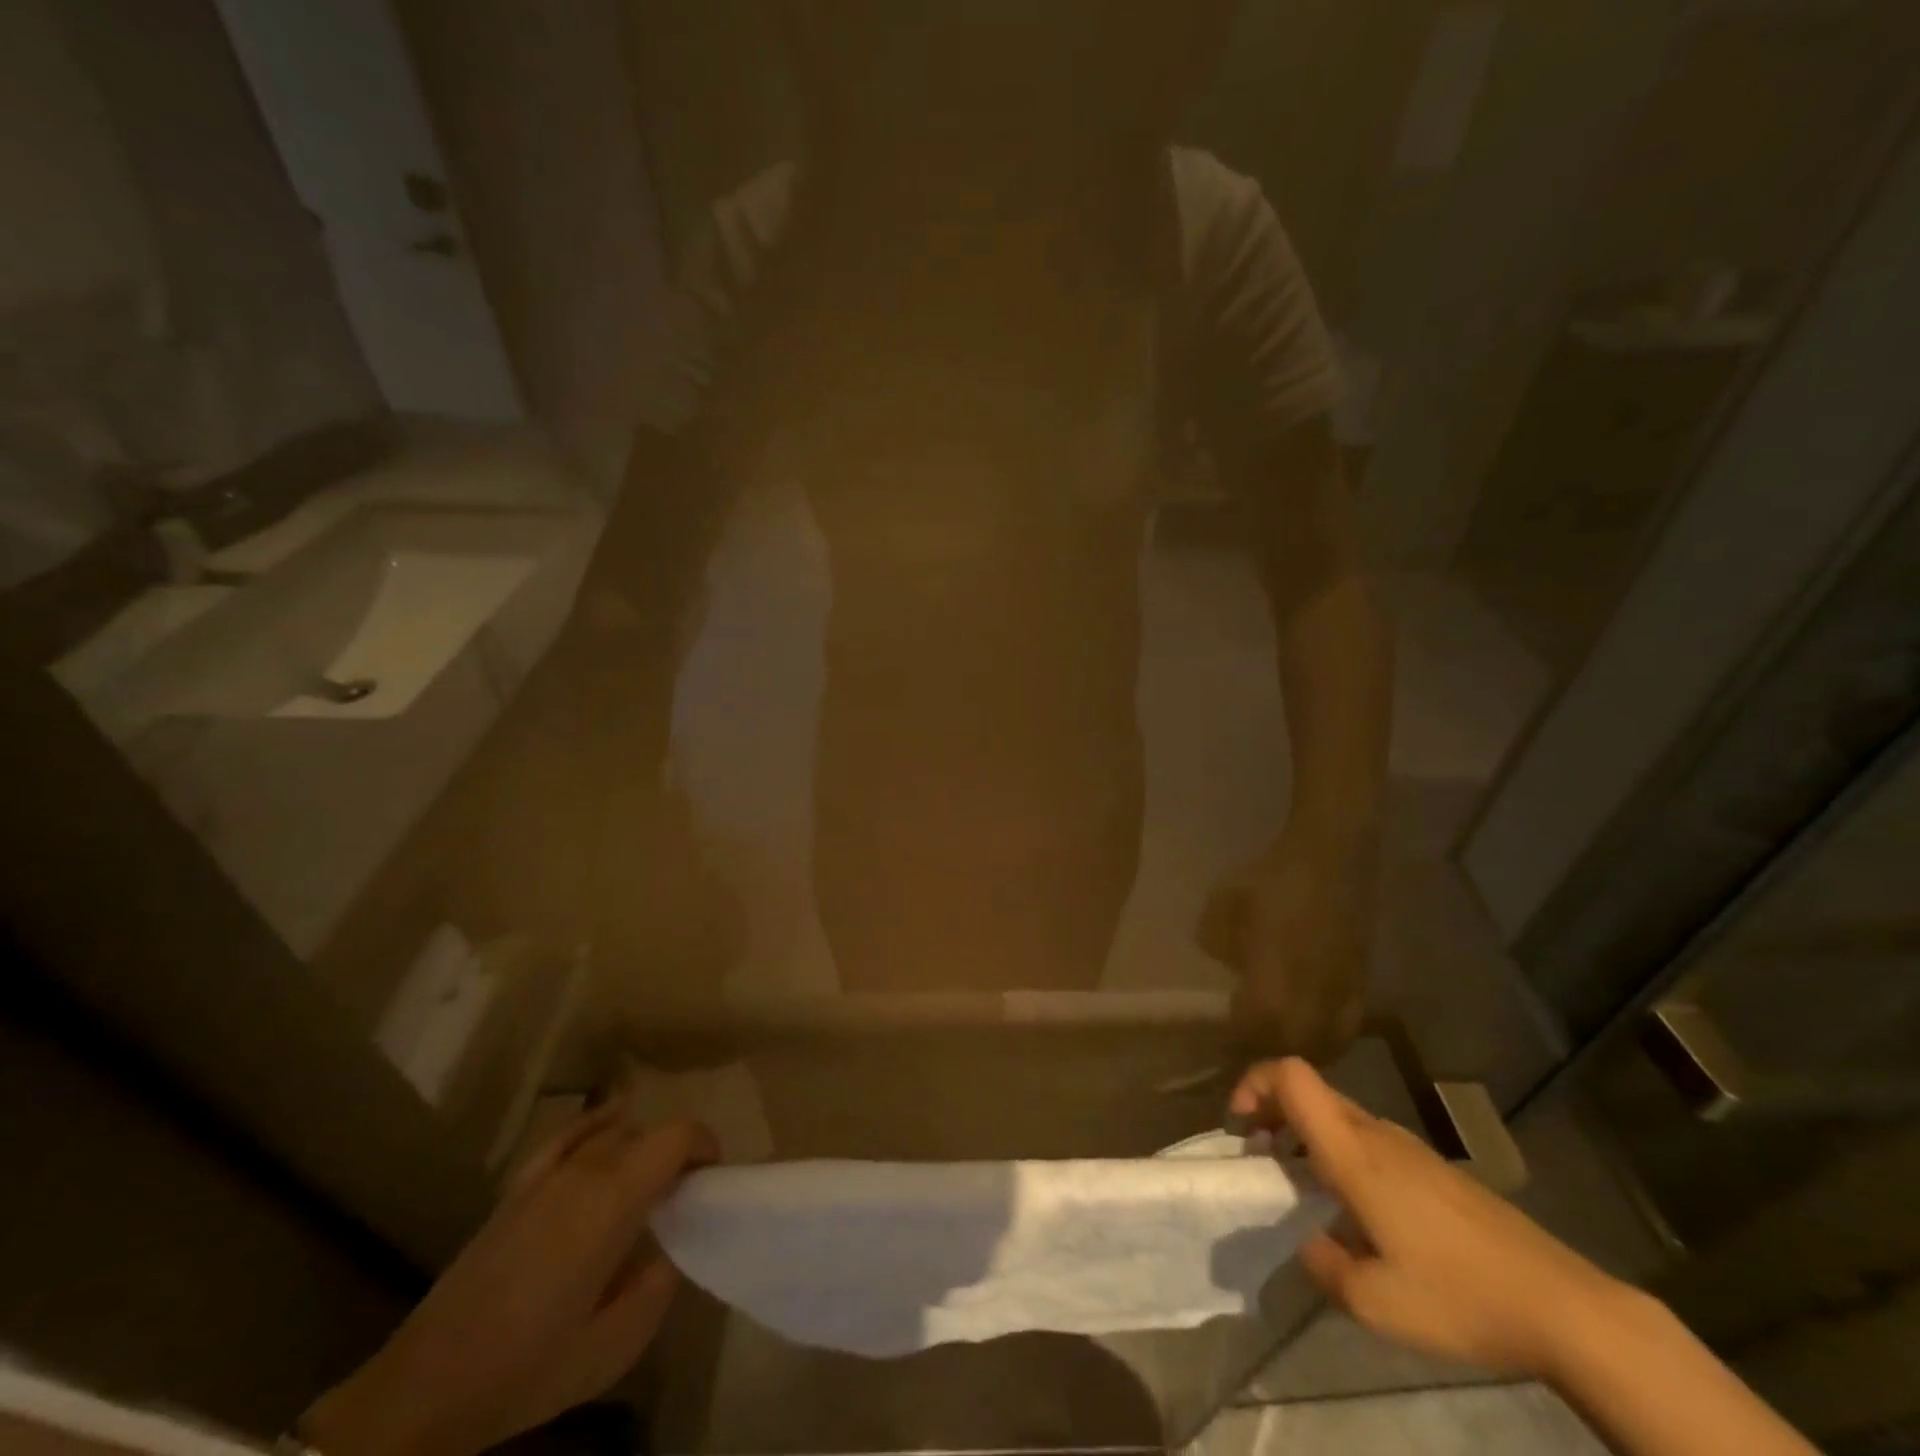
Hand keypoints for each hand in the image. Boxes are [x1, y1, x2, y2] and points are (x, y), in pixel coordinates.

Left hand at [301, 1110, 716, 1455]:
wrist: (423, 1390)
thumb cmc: (526, 1368)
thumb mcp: (613, 1347)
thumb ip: (658, 1287)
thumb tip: (670, 1250)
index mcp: (613, 1201)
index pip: (677, 1137)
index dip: (705, 1145)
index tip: (714, 1177)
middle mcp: (585, 1171)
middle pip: (648, 1133)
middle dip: (677, 1153)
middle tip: (685, 1196)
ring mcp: (548, 1174)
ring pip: (613, 1132)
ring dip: (643, 1147)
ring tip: (650, 1184)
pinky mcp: (519, 1187)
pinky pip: (570, 1134)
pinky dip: (599, 1122)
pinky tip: (613, 1122)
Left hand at [1200, 834, 1371, 1061]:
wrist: (1330, 856)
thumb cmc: (1271, 879)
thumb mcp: (1223, 905)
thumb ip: (1215, 942)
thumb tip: (1224, 967)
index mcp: (1274, 980)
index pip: (1254, 1031)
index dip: (1235, 1043)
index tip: (1217, 1045)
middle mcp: (1312, 999)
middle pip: (1291, 1047)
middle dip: (1266, 1054)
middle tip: (1244, 1048)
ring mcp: (1342, 995)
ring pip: (1324, 1045)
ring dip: (1298, 1051)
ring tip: (1275, 1045)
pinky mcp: (1362, 985)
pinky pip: (1346, 1029)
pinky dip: (1327, 1040)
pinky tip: (1310, 1032)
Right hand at [1231, 1058, 1627, 1377]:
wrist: (1562, 1305)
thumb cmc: (1459, 1295)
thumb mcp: (1375, 1303)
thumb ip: (1322, 1265)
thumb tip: (1304, 1241)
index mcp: (1352, 1151)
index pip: (1291, 1075)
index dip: (1254, 1083)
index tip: (1242, 1125)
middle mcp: (1375, 1133)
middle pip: (1309, 1090)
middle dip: (1271, 1112)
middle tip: (1259, 1159)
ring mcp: (1407, 1147)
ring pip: (1337, 1115)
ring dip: (1304, 1135)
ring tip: (1301, 1188)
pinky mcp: (1431, 1168)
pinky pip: (1366, 1139)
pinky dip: (1338, 1153)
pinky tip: (1354, 1209)